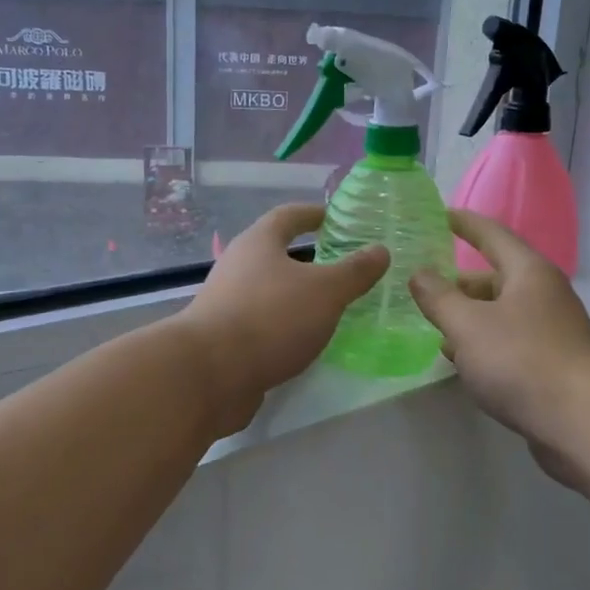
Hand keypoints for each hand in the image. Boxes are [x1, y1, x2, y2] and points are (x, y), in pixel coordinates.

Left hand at [181, 203, 387, 433]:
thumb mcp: (325, 291)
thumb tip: (380, 250)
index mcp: (258, 242)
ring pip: (268, 290)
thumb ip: (354, 271)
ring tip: (330, 307)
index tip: (334, 218)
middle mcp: (237, 266)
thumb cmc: (271, 318)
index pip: (288, 216)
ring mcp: (226, 303)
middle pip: (275, 252)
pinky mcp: (223, 338)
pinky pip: (262, 322)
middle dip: (307, 258)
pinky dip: (284, 325)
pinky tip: (304, 340)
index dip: (312, 214)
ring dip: (295, 294)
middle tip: (341, 266)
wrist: (209, 374)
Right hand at [408, 210, 589, 447]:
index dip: (465, 223)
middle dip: (459, 283)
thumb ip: (438, 297)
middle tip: (424, 288)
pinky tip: (463, 362)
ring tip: (436, 329)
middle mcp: (544, 294)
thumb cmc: (520, 361)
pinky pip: (510, 342)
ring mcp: (552, 330)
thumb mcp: (467, 325)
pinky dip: (484, 344)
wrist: (581, 422)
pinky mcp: (552, 363)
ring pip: (501, 313)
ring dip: (469, 318)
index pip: (492, 234)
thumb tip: (420, 274)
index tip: (442, 214)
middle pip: (495, 277)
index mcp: (528, 272)